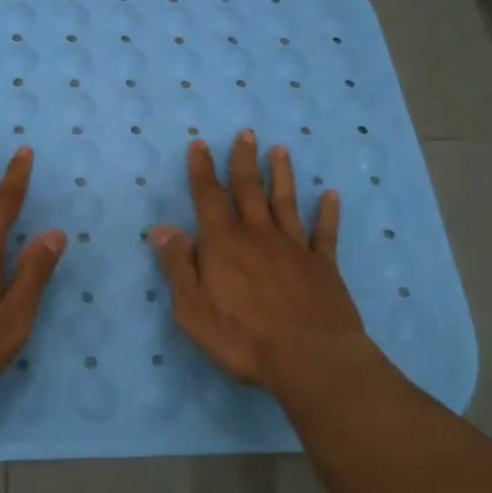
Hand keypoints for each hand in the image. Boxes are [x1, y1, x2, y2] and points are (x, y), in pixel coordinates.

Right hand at [147, 130, 379, 400]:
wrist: (310, 359)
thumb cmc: (242, 337)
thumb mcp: (191, 308)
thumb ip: (177, 265)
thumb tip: (161, 229)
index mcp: (223, 243)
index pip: (208, 197)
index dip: (202, 170)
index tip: (200, 144)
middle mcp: (258, 235)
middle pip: (249, 190)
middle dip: (243, 160)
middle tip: (246, 133)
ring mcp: (294, 248)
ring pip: (286, 202)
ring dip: (282, 175)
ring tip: (280, 150)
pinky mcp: (323, 266)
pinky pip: (325, 233)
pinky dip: (328, 212)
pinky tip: (331, 195)